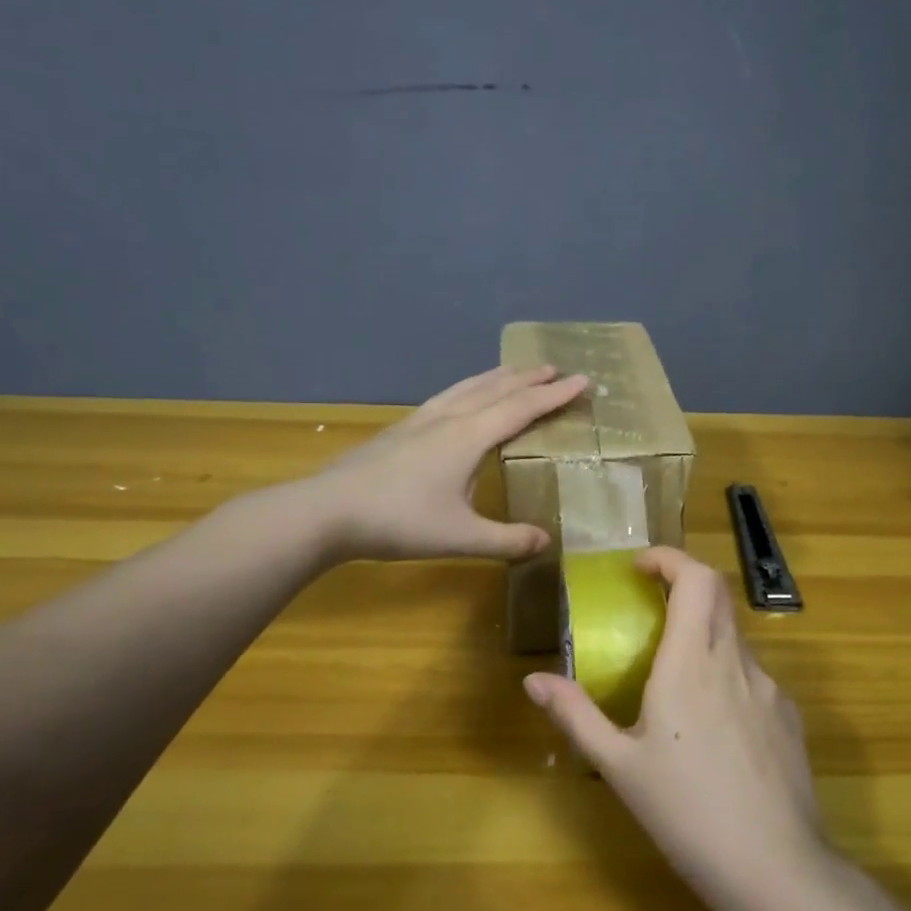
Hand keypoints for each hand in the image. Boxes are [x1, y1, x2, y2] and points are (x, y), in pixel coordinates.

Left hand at [311, 364, 589, 561]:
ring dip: (497, 377)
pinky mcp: (401, 429)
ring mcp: (421, 420)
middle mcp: (448, 419)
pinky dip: (468, 388)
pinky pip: (447, 396)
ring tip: (515, 370)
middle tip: (555, 369)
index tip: (582, 380)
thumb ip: (506, 540)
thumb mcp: (459, 537)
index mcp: (468, 437)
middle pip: (496, 389)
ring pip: (468, 387)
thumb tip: (546, 541)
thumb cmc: (399, 522)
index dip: (554, 395)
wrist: (328, 511)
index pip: (522, 408)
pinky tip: (461, 398)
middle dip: (529, 379)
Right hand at [524, 547, 827, 907]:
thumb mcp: (619, 766)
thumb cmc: (686, 813)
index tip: (641, 567)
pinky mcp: (789, 715)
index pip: (694, 578)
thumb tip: (533, 680)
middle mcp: (734, 660)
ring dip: (704, 634)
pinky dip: (726, 674)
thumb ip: (576, 715)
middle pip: (717, 594)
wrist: (774, 869)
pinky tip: (713, 727)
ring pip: (735, 636)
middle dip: (683, 585)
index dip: (669, 559)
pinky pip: (753, 676)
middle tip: (650, 607)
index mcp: (690, 661)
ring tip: (675, 678)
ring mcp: (769, 687)